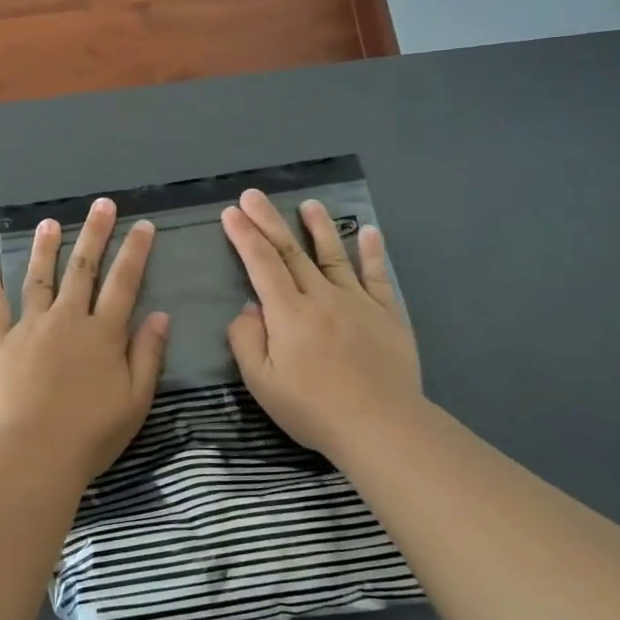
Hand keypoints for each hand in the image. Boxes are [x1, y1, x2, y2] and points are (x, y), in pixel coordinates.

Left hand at [0, 198, 170, 489]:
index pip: (123, 282)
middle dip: (94, 233)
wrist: (33, 453)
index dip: (135, 251)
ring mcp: (29, 327)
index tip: (142, 225)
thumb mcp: (136, 400)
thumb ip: (147, 354)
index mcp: (103, 333)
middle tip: (102, 205)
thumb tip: (159, 315)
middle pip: (83, 268)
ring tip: (49, 223)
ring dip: (46, 247)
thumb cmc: (90, 434)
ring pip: (39, 277)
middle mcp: (67, 319)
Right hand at [222, 188, 422, 461]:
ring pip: (334, 255)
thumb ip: (247, 341)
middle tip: (253, 194)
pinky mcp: (387, 314)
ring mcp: (358, 302)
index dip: (244, 236)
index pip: (261, 264)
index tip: (231, 212)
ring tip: (309, 203)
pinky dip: (373, 252)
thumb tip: (249, 309)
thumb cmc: (314, 409)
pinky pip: (378, 276)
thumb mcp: (262, 383)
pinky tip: (370, 231)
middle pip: (291, 251)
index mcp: (289, 313)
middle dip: (269, 220)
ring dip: (319, 227)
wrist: (381, 426)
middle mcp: (322, 297)